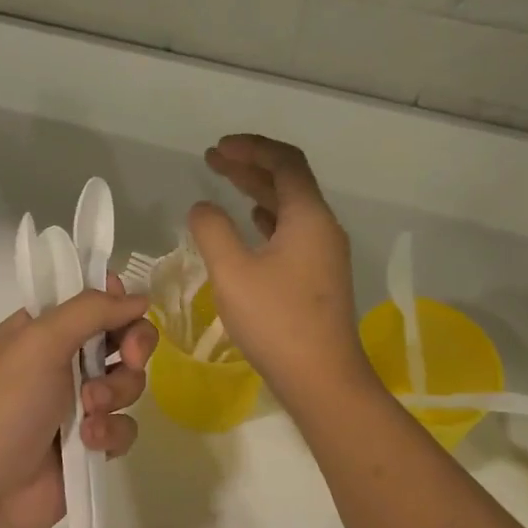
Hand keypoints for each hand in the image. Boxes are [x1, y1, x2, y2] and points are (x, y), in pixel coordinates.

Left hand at [0, 277, 157, 527]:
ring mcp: (77, 404)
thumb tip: (140, 298)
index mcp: (40, 330)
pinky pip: (124, 425)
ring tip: (89, 412)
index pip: (90, 300)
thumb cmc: (5, 404)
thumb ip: (91, 310)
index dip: (116, 302)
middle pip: (120, 337)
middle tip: (130, 357)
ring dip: (115, 393)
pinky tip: (88, 443)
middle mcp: (60, 361)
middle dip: (132, 346)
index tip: (130, 310)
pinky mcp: (91, 443)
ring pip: (127, 382)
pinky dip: (110, 432)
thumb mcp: (40, 342)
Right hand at [189, 135, 374, 402]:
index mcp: (308, 217)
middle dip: (250, 165)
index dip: (251, 148)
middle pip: (288, 181)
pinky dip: (268, 218)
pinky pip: (293, 231)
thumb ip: (212, 230)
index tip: (217, 148)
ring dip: (257, 190)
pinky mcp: (318, 277)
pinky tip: (252, 222)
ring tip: (225, 182)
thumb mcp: (232, 271)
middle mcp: (322, 227)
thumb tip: (203, 208)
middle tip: (213, 158)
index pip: (284, 162)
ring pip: (290, 207)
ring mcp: (324, 253)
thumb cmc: (276, 321)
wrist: (322, 379)